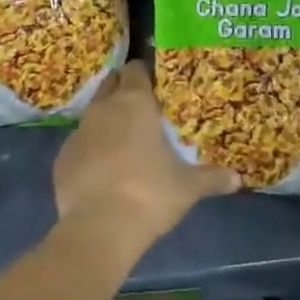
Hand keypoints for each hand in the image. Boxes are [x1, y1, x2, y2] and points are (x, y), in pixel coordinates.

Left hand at [53, 61, 238, 253]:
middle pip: (111, 84)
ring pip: (93, 113)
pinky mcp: (62, 157)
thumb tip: (237, 178)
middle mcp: (103, 108)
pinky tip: (102, 172)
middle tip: (142, 109)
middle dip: (123, 90)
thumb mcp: (188, 187)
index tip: (157, 87)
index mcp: (134, 103)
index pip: (135, 70)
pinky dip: (91, 150)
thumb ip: (211, 178)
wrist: (99, 229)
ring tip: (123, 142)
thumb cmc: (149, 195)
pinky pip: (80, 144)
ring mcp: (78, 131)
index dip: (145, 74)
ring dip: (106, 121)